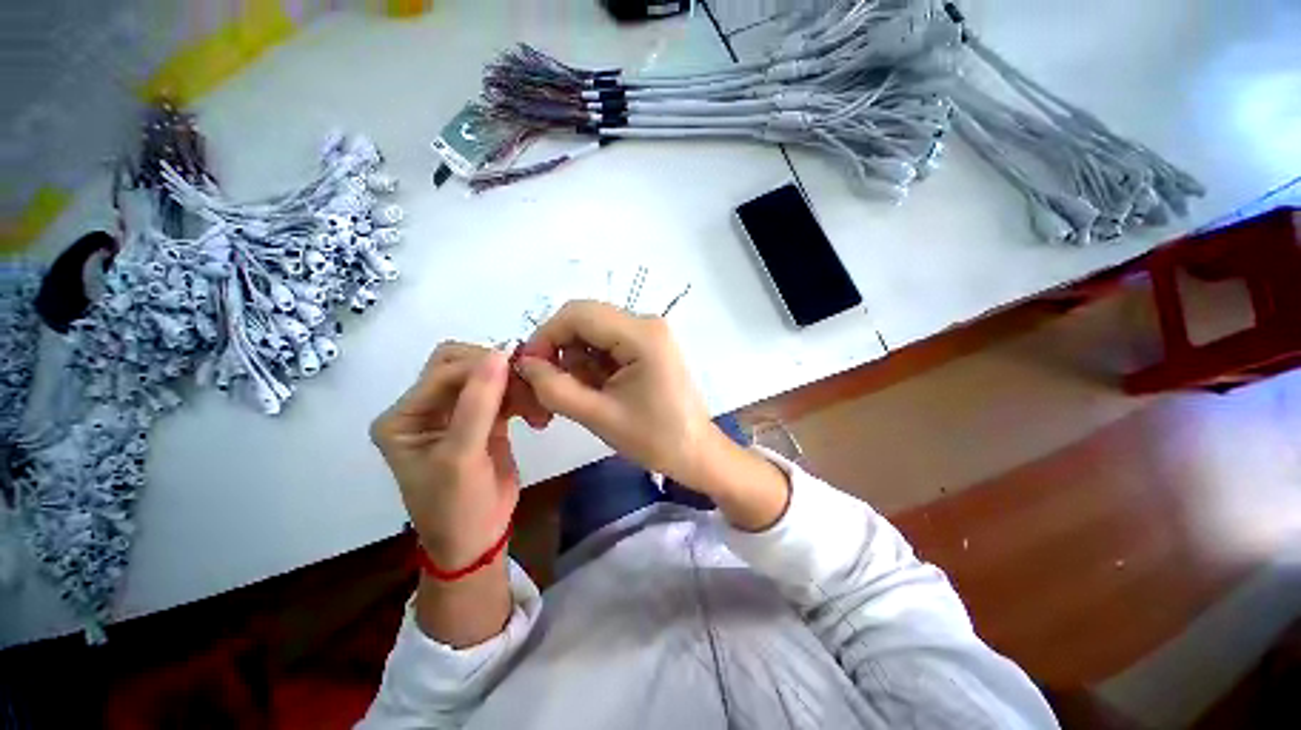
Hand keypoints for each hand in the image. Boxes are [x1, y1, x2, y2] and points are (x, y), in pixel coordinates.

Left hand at [370, 343, 526, 569]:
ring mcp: (456, 413)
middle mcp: (426, 409)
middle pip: (462, 366)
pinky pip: (504, 395)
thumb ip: (479, 403)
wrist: (478, 539)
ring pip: (487, 378)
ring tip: (537, 407)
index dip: (481, 365)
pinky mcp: (484, 420)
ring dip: (515, 386)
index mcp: (405, 417)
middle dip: (497, 371)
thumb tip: (502, 351)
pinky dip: (522, 398)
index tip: (521, 368)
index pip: (443, 371)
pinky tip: (536, 415)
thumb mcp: (462, 456)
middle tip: (529, 384)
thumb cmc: (457, 506)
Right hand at [514, 300, 714, 485]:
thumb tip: (524, 364)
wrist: (695, 452)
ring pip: (593, 333)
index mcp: (641, 335)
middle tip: (549, 387)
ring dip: (576, 361)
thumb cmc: (654, 438)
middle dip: (560, 350)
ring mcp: (649, 333)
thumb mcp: (598, 415)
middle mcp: (646, 323)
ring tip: (580, 396)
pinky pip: (607, 344)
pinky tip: (596, 390)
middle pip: (585, 320)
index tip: (529, 368)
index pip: (578, 314)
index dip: (545, 336)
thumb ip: (554, 388)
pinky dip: (592, 364)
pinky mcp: (649, 346)